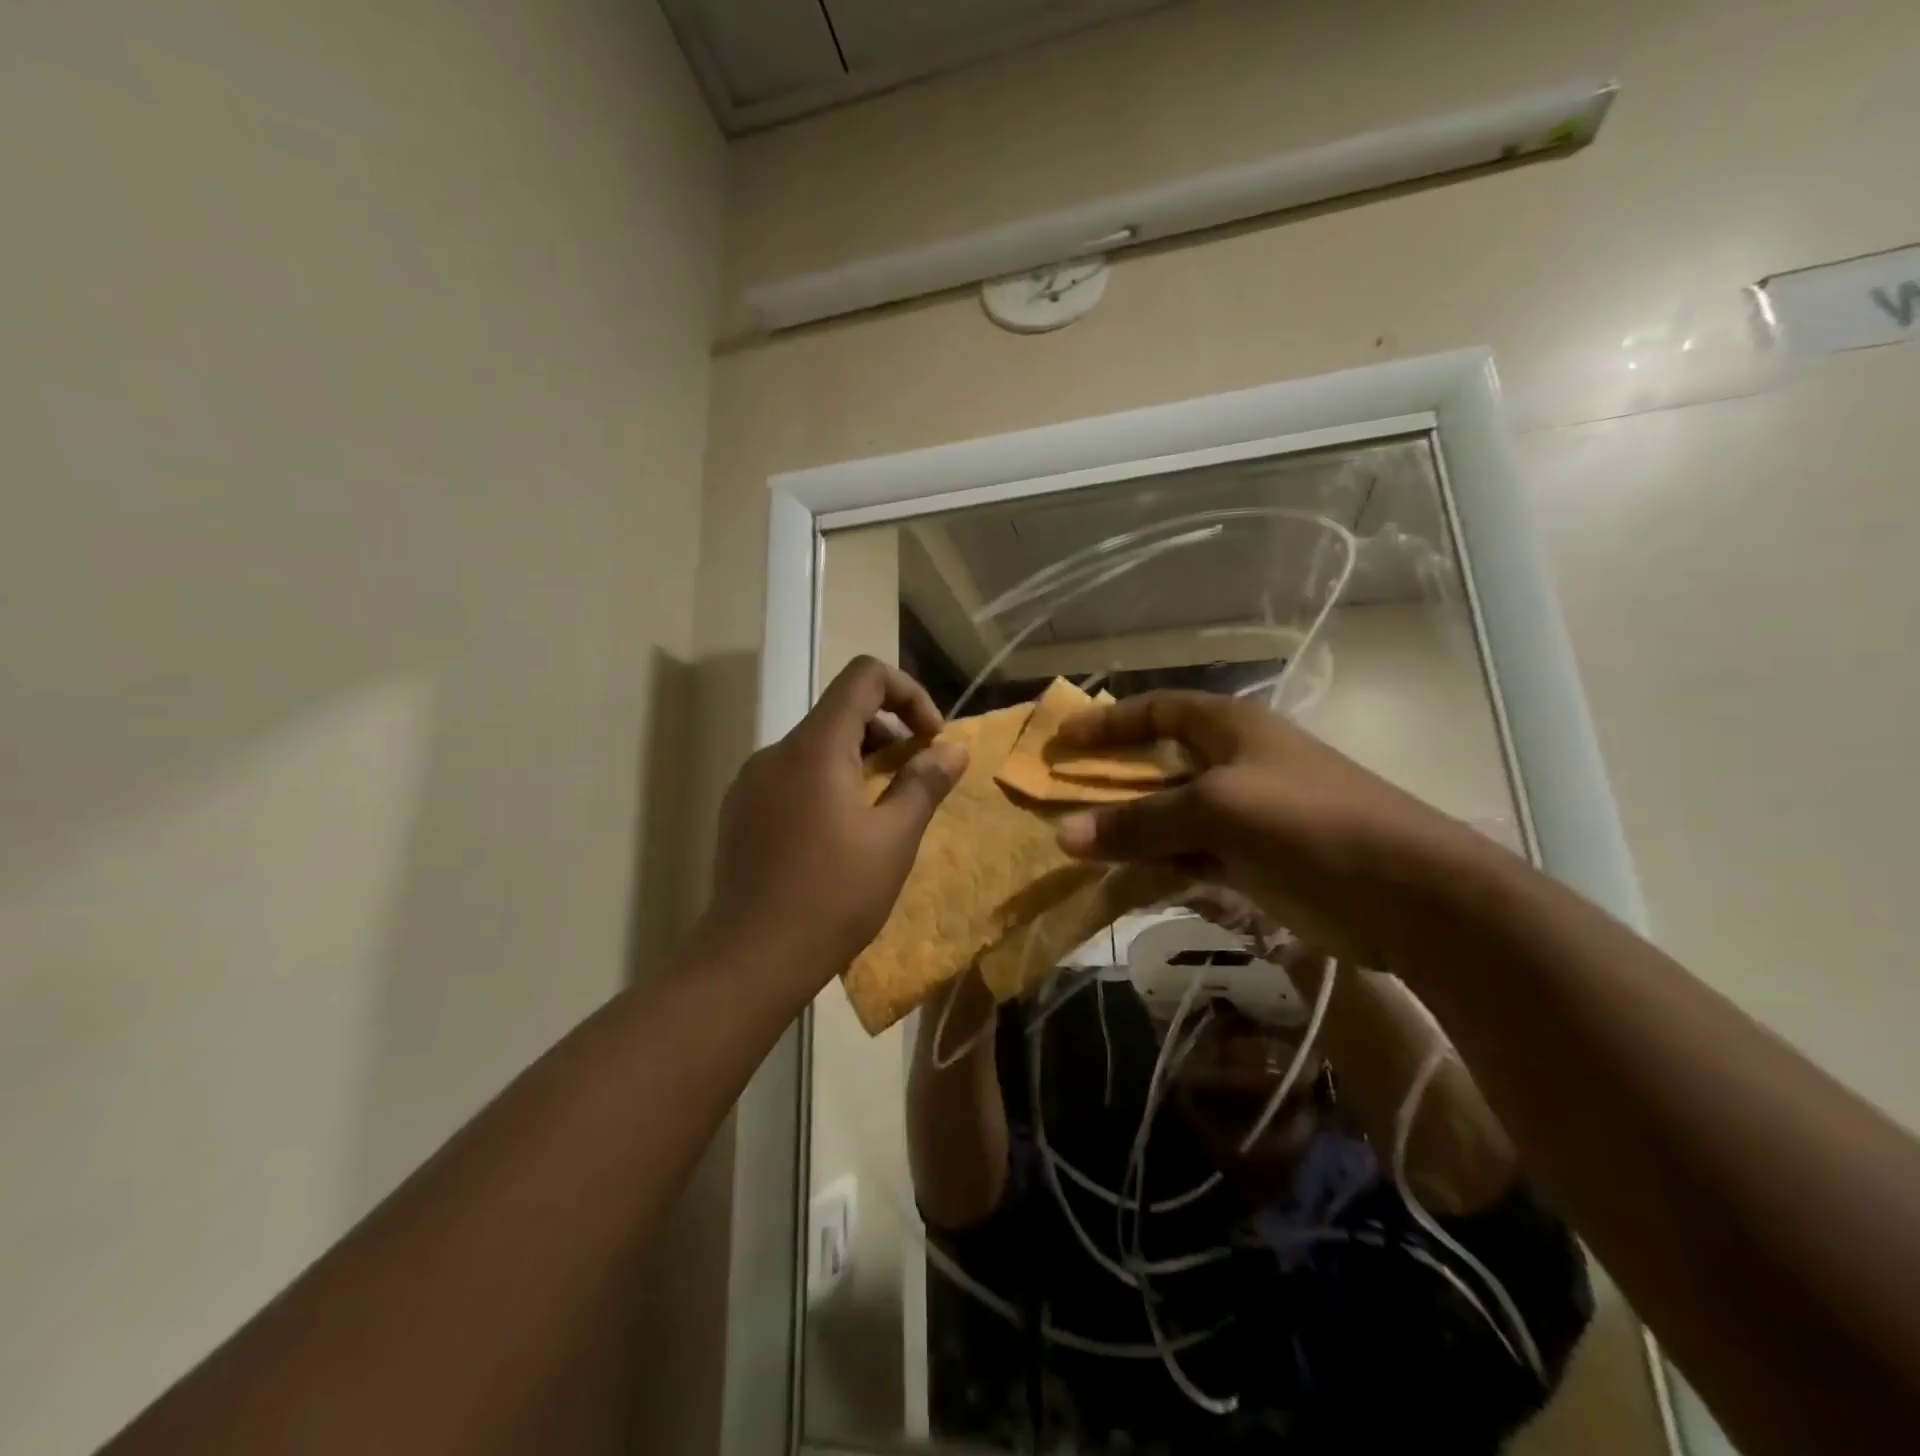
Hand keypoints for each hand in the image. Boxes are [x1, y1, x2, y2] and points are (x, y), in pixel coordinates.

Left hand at [702, 657, 968, 985]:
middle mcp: (777, 752)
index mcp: (815, 746)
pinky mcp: (741, 810)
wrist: (751, 957)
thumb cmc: (833, 895)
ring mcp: (752, 781)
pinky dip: (827, 783)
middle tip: (915, 779)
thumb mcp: (894, 839)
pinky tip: (838, 835)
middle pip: (840, 711)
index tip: (930, 739)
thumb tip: (953, 748)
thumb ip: (925, 783)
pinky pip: (793, 776)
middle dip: (889, 733)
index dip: (908, 693)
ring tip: (882, 812)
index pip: (864, 676)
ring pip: (816, 746)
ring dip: (859, 761)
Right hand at [1050, 691, 1494, 973]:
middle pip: (1158, 763)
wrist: (1409, 894)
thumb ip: (1140, 823)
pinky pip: (1189, 856)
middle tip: (1058, 796)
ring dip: (1129, 828)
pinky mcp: (1253, 861)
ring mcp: (1245, 815)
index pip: (1158, 710)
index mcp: (1231, 728)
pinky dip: (1157, 864)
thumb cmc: (1309, 824)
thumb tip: (1064, 835)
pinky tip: (1122, 879)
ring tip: (1077, 843)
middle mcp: (1234, 764)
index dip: (1109, 721)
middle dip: (1110, 779)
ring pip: (1170, 815)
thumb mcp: (1217, 811)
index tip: (1062, 740)